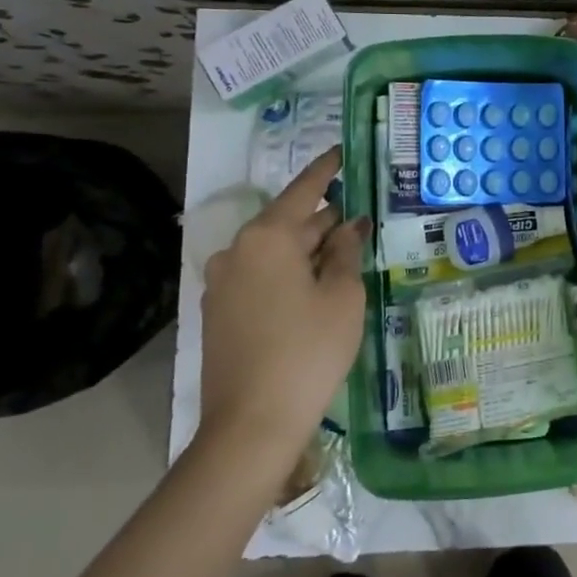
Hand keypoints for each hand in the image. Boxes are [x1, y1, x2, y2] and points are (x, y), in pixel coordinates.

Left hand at [199, 147, 368, 459]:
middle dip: (323, 221)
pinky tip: (313, 291)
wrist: (252, 423)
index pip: (302, 191)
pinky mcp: (218, 314)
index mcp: (267, 238)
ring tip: (342, 257)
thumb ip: (345, 252)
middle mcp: (236, 251)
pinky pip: (259, 278)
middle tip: (359, 219)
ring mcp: (221, 284)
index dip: (326, 171)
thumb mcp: (342, 296)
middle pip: (288, 224)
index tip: (341, 152)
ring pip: (273, 254)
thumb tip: (347, 226)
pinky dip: (287, 275)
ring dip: (306, 252)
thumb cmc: (308, 350)